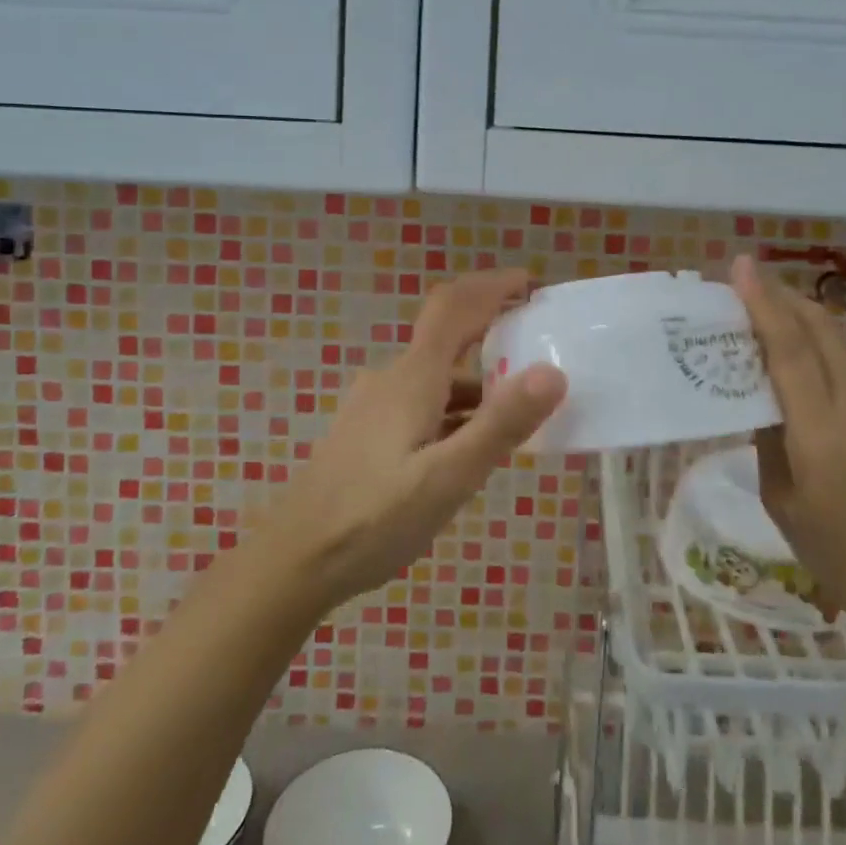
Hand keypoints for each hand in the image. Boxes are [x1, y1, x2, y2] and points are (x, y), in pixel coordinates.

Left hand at [265, 270, 566, 608]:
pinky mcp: (367, 432)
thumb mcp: (447, 478)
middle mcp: (392, 379)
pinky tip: (469, 446)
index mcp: (412, 378)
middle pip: (448, 339)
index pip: (454, 307)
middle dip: (494, 337)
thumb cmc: (372, 520)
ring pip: (436, 378)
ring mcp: (374, 406)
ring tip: (519, 414)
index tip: (531, 283)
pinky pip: (422, 403)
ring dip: (478, 384)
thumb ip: (500, 425)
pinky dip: (455, 410)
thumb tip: (552, 372)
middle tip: (540, 357)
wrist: (292, 561)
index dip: (492, 285)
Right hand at [730, 256, 845, 645]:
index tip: (741, 265)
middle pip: (820, 330)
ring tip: (756, 326)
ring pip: (833, 349)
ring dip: (797, 325)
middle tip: (745, 284)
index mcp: (821, 430)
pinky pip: (841, 375)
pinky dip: (812, 357)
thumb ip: (768, 445)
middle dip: (783, 298)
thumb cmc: (845, 560)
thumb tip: (759, 405)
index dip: (763, 302)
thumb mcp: (784, 506)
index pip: (788, 348)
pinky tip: (790, 376)